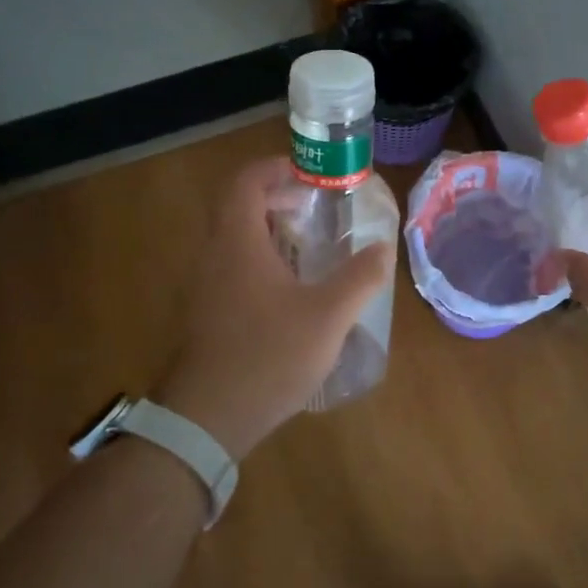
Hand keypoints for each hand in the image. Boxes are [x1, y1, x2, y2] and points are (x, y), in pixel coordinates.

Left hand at [155, 156, 393, 458]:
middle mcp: (214, 254)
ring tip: (310, 245)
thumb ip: (359, 278)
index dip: (276, 168)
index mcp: (237, 242)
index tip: (310, 176)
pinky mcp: (206, 311)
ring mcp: (205, 285)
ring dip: (269, 229)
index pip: (246, 181)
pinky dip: (260, 258)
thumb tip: (383, 247)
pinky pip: (232, 265)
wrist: (207, 419)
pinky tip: (290, 289)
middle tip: (316, 208)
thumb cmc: (267, 356)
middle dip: (278, 197)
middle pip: (239, 206)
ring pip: (234, 238)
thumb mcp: (327, 316)